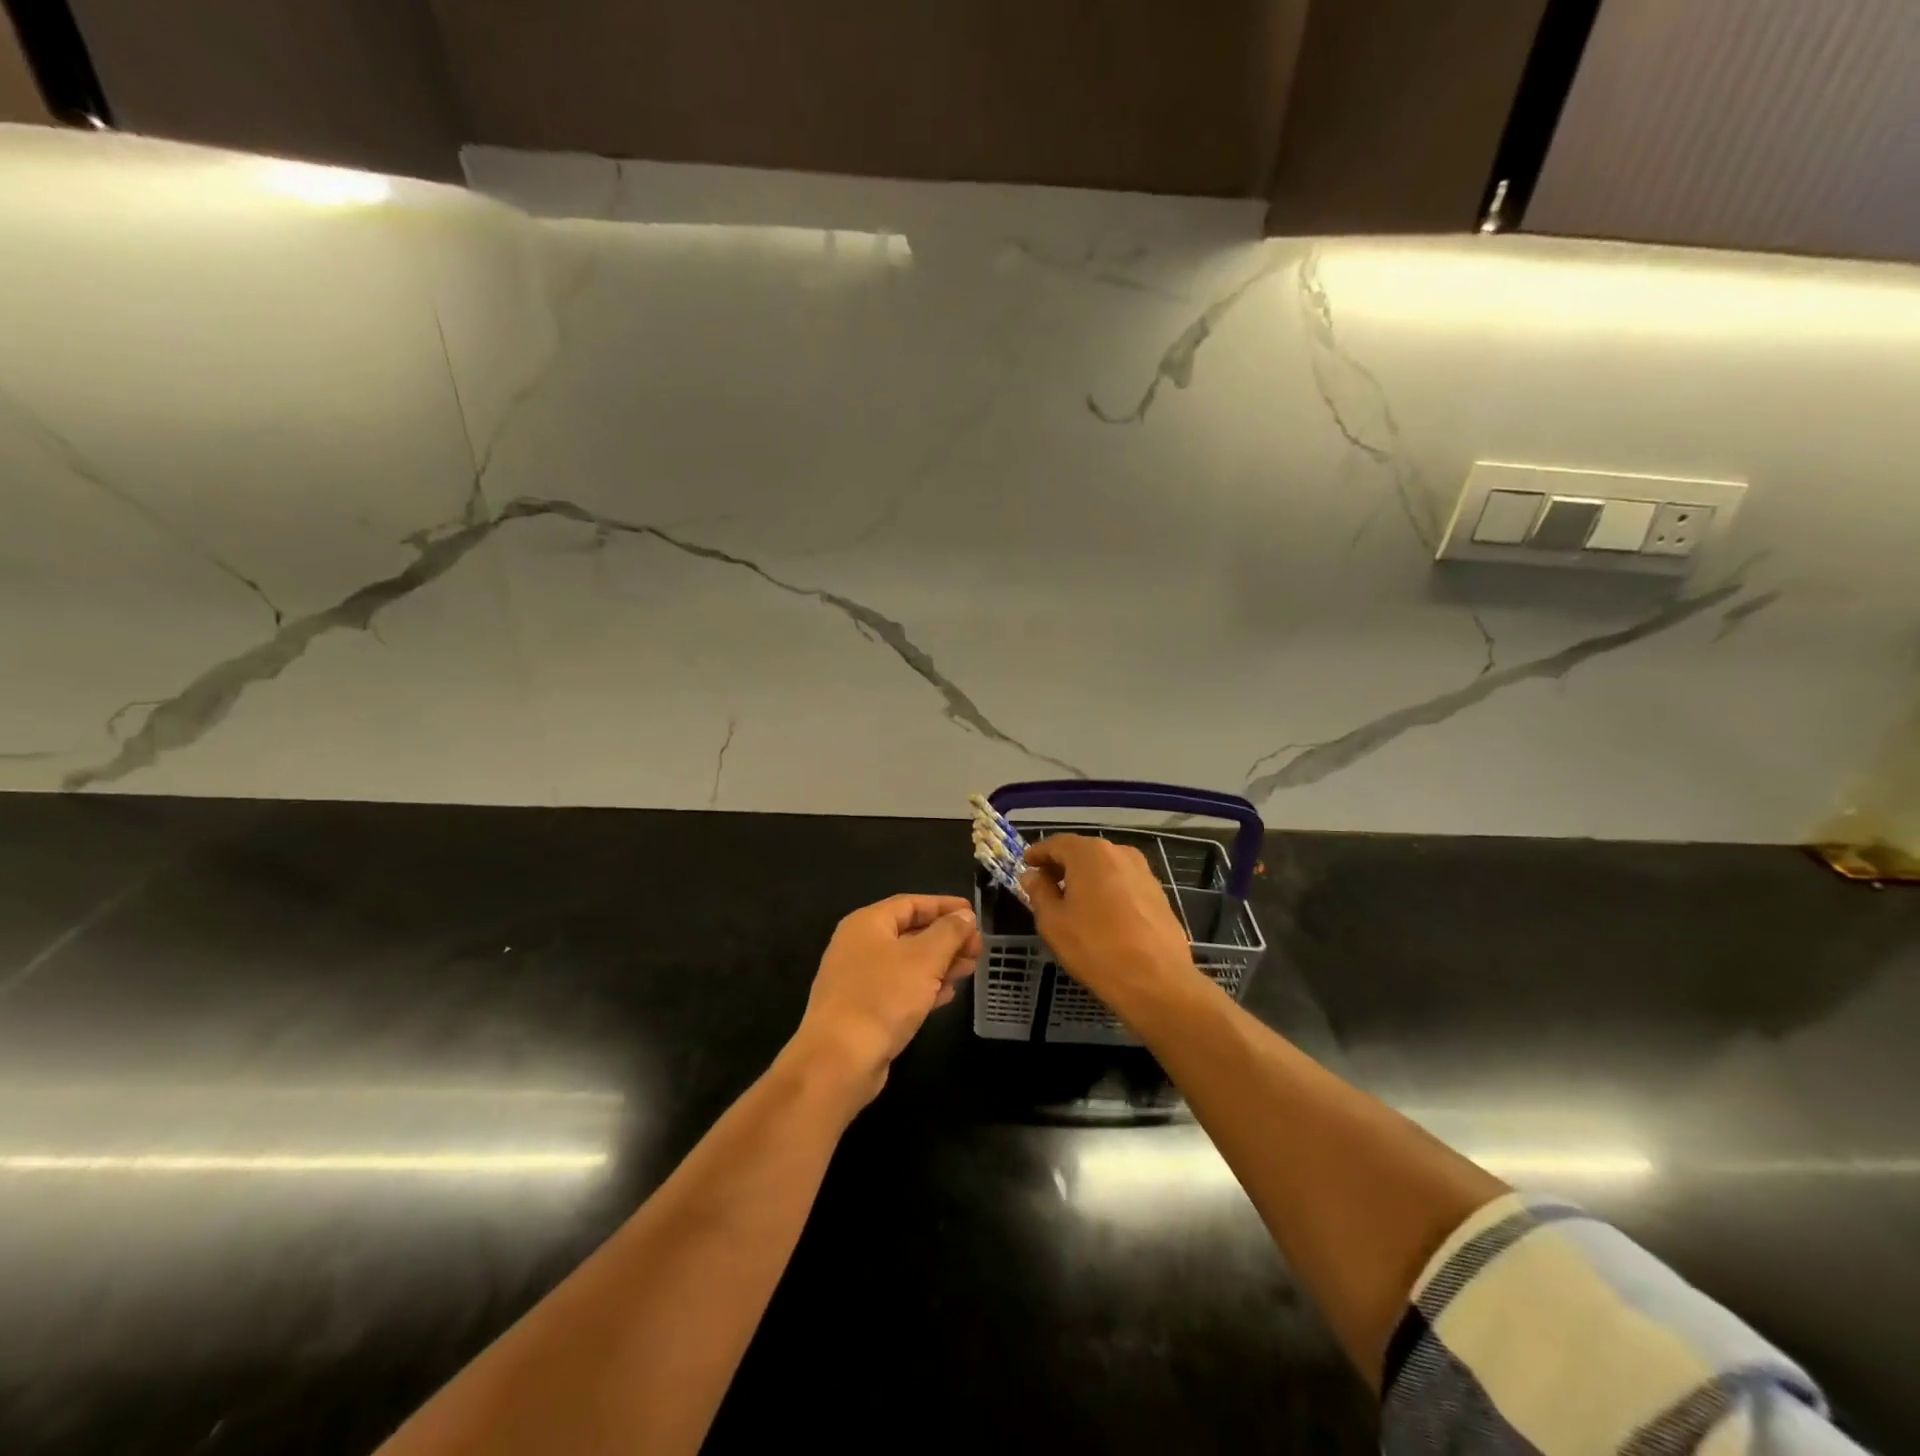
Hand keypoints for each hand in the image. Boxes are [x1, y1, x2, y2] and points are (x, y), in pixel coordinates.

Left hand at [787, 894, 980, 1110]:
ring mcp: (859, 980)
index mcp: (867, 923)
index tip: (974, 914)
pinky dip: (925, 987)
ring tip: (970, 969)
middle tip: (978, 947)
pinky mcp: (864, 1010)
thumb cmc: (883, 996)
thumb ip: (949, 932)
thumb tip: (964, 915)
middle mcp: (859, 946)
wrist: (840, 1059)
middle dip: (946, 938)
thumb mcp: (924, 958)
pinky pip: (900, 989)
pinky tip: (948, 994)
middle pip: (910, 932)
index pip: (911, 903)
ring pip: (907, 963)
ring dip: (940, 963)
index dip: (944, 906)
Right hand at [1021, 835, 1204, 1017]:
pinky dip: (1106, 889)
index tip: (1026, 865)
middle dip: (1062, 866)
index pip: (1056, 843)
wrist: (1157, 981)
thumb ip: (1039, 892)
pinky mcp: (1158, 893)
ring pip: (1105, 867)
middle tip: (1045, 886)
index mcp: (1090, 853)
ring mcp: (1143, 872)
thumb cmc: (1096, 948)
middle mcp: (1119, 853)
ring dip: (1085, 878)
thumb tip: (1033, 875)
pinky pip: (1123, 882)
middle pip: (1082, 852)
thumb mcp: (1053, 922)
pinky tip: (1101, 914)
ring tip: (1072, 902)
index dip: (1038, 854)